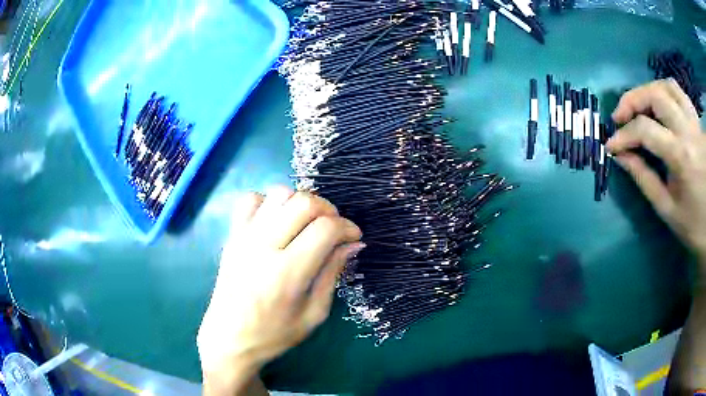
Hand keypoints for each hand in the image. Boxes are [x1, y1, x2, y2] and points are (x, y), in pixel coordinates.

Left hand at [197, 187, 362, 394]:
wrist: (230, 338)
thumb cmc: (275, 334)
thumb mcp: (314, 313)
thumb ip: (332, 273)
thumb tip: (353, 243)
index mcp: (288, 273)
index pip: (325, 229)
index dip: (347, 227)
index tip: (354, 237)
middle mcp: (263, 247)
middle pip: (303, 203)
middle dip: (328, 209)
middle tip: (334, 229)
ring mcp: (244, 237)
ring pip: (278, 194)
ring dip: (300, 202)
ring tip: (307, 224)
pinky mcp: (232, 236)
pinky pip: (251, 199)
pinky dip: (270, 202)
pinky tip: (277, 222)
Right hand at [608, 79, 705, 265]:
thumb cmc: (692, 224)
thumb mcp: (667, 208)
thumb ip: (643, 178)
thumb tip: (620, 156)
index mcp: (681, 156)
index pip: (645, 130)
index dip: (623, 135)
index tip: (611, 145)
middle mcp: (688, 130)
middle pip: (655, 95)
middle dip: (632, 101)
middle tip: (620, 117)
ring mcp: (694, 122)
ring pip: (668, 86)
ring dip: (648, 91)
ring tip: (639, 106)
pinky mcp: (697, 122)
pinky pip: (680, 93)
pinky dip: (665, 92)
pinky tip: (660, 104)